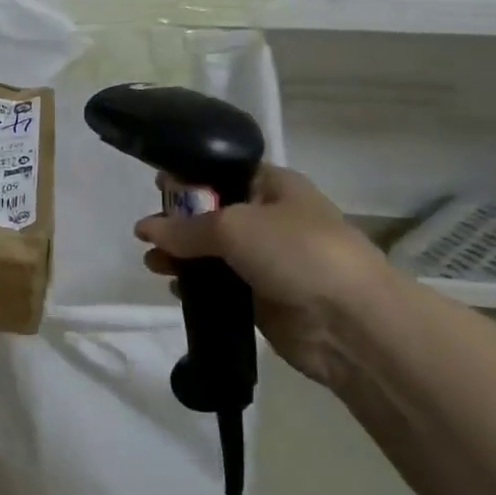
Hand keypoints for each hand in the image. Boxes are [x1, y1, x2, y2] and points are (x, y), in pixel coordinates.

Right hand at [133, 165, 391, 383]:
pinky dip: (197, 287)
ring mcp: (266, 261)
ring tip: (152, 263)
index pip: (224, 172)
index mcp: (274, 186)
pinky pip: (220, 287)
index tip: (155, 185)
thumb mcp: (234, 226)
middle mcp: (270, 219)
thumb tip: (144, 229)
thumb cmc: (297, 252)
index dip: (189, 176)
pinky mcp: (261, 299)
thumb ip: (186, 228)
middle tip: (146, 232)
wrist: (351, 323)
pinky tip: (173, 288)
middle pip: (214, 213)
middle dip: (179, 221)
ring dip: (182, 256)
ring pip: (214, 253)